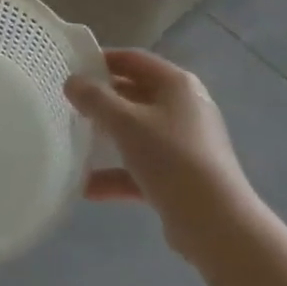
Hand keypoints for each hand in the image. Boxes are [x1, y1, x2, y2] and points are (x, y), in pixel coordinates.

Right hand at [64, 49, 258, 263]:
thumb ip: (95, 99)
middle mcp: (184, 108)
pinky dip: (118, 174)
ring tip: (75, 141)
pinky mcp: (182, 178)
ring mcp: (185, 144)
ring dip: (108, 138)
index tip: (72, 69)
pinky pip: (143, 167)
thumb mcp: (126, 123)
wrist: (218, 226)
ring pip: (138, 132)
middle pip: (135, 94)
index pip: (134, 59)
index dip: (102, 60)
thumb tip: (72, 81)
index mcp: (177, 84)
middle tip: (68, 104)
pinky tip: (87, 188)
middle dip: (102, 101)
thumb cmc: (171, 159)